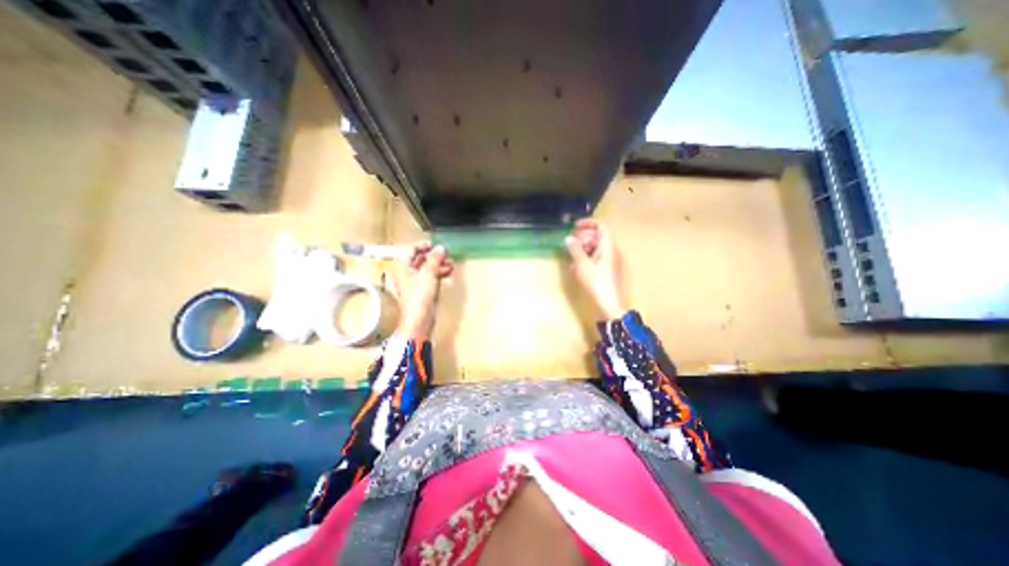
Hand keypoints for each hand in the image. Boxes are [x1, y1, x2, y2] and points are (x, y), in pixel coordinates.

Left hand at [395, 240, 455, 336]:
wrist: (420, 320)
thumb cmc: (418, 298)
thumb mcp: (428, 274)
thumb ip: (435, 259)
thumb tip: (440, 248)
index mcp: (403, 268)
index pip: (410, 251)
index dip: (422, 246)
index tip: (434, 244)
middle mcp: (407, 275)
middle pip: (420, 260)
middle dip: (433, 256)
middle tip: (445, 254)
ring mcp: (415, 284)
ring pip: (427, 269)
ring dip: (438, 265)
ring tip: (450, 262)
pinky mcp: (423, 292)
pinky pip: (431, 278)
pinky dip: (439, 273)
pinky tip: (448, 272)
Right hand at [564, 220, 627, 320]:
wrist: (610, 304)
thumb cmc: (597, 282)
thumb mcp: (583, 265)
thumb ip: (575, 250)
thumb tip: (568, 238)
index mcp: (608, 246)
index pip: (601, 226)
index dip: (588, 223)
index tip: (574, 226)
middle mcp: (611, 251)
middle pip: (598, 237)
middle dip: (583, 237)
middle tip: (570, 242)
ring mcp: (610, 261)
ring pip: (596, 248)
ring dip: (583, 248)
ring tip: (571, 255)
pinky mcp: (608, 271)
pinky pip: (596, 258)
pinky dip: (586, 258)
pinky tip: (576, 266)